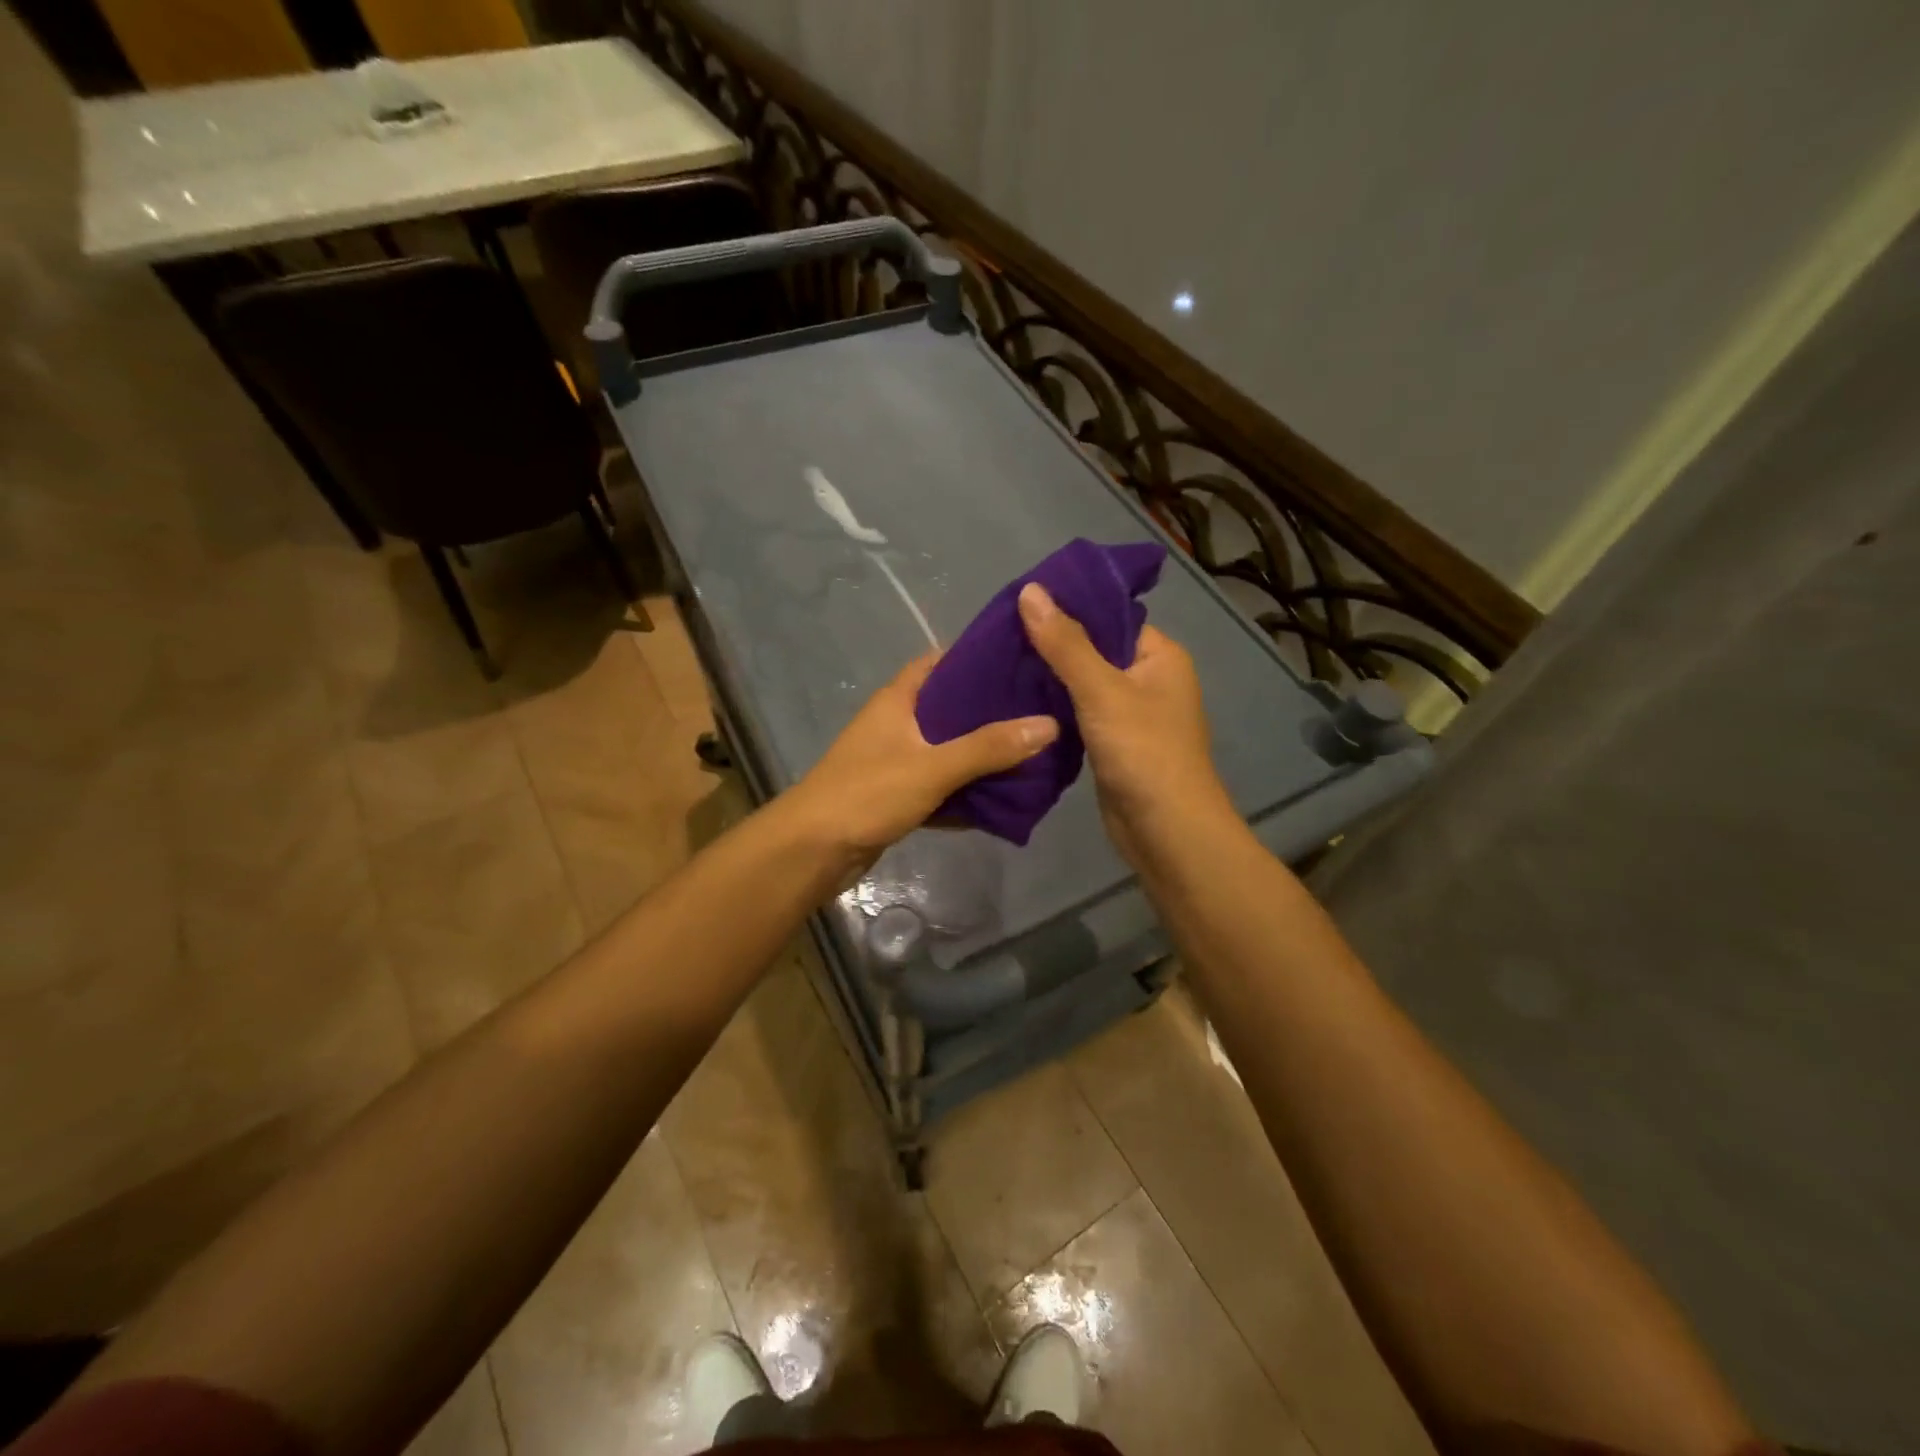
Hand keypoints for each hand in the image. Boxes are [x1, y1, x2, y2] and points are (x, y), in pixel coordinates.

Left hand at [784, 651, 1058, 874]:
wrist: (812, 850)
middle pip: (950, 707)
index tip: (1022, 662)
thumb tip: (1049, 724)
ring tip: (1033, 751)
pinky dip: (966, 789)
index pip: (941, 662)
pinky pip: (941, 784)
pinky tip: (1003, 796)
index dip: (978, 658)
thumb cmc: (867, 794)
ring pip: (948, 748)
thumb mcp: (932, 766)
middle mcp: (897, 723)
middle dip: (991, 711)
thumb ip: (989, 747)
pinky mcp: (898, 794)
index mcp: (898, 699)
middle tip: (1041, 711)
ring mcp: (896, 760)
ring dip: (982, 754)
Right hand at [1017, 581, 1231, 865]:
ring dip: (1048, 679)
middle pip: (1094, 649)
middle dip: (1051, 645)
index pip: (1110, 616)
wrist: (1166, 832)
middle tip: (999, 637)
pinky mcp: (1113, 744)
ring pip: (1083, 685)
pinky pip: (1080, 714)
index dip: (1068, 608)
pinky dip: (1054, 709)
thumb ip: (1065, 643)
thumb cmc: (1143, 752)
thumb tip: (1030, 590)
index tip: (1020, 605)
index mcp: (1160, 655)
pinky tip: (1016, 702)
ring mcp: (1132, 714)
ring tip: (999, 665)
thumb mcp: (1102, 691)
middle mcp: (1149, 679)